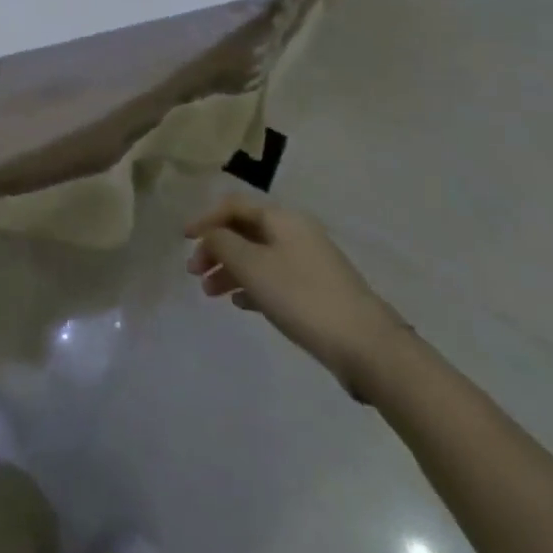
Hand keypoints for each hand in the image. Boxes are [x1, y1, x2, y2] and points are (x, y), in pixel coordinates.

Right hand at [186, 200, 409, 396]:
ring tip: (211, 293)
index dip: (206, 218)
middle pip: (245, 230)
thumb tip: (211, 235)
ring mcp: (308, 262)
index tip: (184, 239)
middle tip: (195, 272)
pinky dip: (252, 285)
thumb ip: (223, 244)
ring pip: (257, 256)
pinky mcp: (316, 291)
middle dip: (216, 247)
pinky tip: (239, 303)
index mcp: (282, 218)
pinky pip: (273, 278)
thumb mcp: (252, 266)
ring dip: (230, 269)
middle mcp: (295, 232)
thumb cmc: (302, 297)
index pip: (234, 205)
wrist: (368, 347)